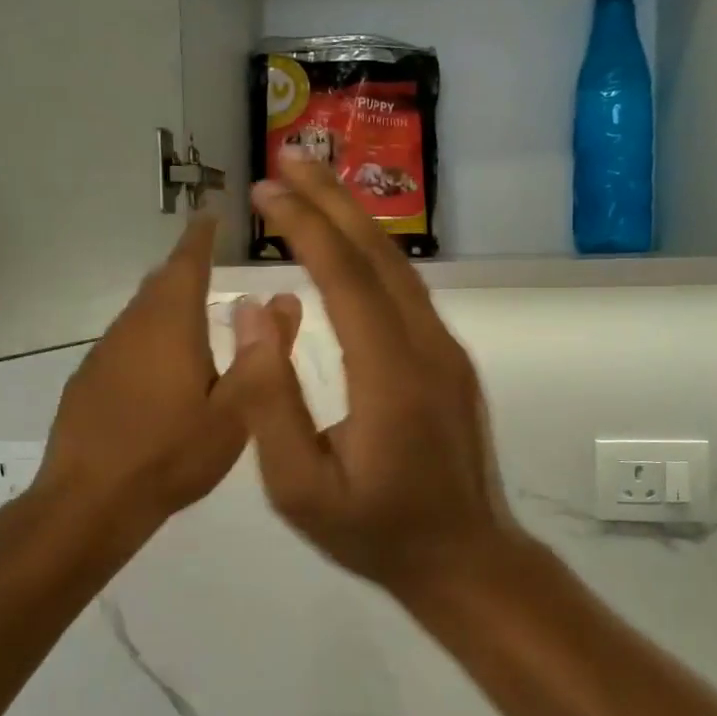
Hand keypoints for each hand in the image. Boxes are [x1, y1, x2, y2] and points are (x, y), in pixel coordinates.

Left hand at [37, 216, 300, 534]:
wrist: (90, 502)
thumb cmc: (172, 453)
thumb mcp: (236, 411)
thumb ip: (262, 354)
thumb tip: (282, 300)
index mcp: (171, 324)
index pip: (187, 261)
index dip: (201, 236)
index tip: (212, 216)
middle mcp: (133, 326)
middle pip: (161, 284)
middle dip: (187, 269)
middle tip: (213, 266)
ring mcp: (104, 352)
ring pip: (142, 314)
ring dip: (169, 307)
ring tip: (198, 318)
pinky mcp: (88, 380)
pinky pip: (127, 342)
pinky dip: (152, 339)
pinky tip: (165, 371)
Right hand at [224, 155, 512, 589]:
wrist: (464, 558)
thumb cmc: (376, 533)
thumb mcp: (300, 490)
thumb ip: (270, 402)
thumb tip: (252, 313)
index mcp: (390, 376)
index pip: (344, 278)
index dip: (304, 226)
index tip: (267, 191)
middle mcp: (427, 347)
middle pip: (378, 256)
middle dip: (332, 200)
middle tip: (291, 157)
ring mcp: (446, 351)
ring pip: (399, 269)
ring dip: (356, 221)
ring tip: (315, 185)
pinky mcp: (450, 361)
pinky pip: (408, 292)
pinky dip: (373, 255)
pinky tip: (350, 245)